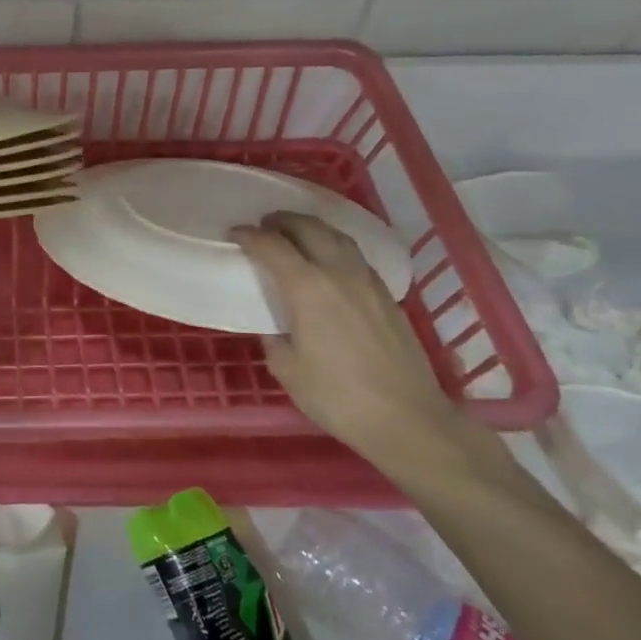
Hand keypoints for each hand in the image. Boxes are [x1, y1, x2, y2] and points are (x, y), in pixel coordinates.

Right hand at [230, 212, 465, 461]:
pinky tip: (329, 263)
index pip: (273, 246)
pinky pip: (356, 256)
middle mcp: (339, 273)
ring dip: (312, 228)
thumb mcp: (287, 369)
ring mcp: (368, 282)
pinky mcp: (387, 296)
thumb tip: (276, 326)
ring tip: (295, 234)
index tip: (234, 234)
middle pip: (309, 229)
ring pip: (338, 237)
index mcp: (308, 288)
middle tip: (264, 226)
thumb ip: (274, 337)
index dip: (250, 236)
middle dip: (283, 221)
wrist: (406, 418)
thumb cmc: (336, 396)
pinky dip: (334, 247)